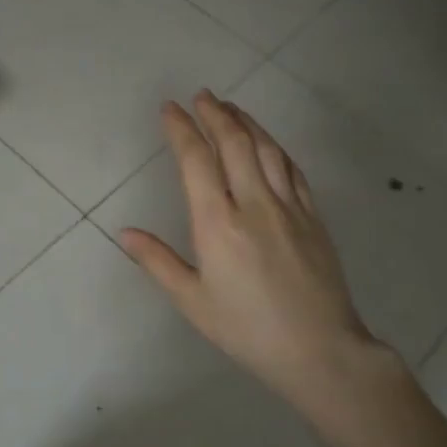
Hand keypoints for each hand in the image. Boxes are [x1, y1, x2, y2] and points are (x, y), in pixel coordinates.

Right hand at [118, 92, 404, 427]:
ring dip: (246, 123)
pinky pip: (293, 170)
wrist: (320, 351)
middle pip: (234, 143)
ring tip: (230, 107)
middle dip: (215, 114)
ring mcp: (289, 208)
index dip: (182, 129)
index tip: (170, 109)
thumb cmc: (247, 329)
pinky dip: (275, 147)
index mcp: (218, 224)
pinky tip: (267, 143)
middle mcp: (254, 205)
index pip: (197, 161)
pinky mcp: (314, 217)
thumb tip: (126, 233)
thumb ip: (158, 262)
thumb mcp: (193, 301)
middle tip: (201, 96)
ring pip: (266, 150)